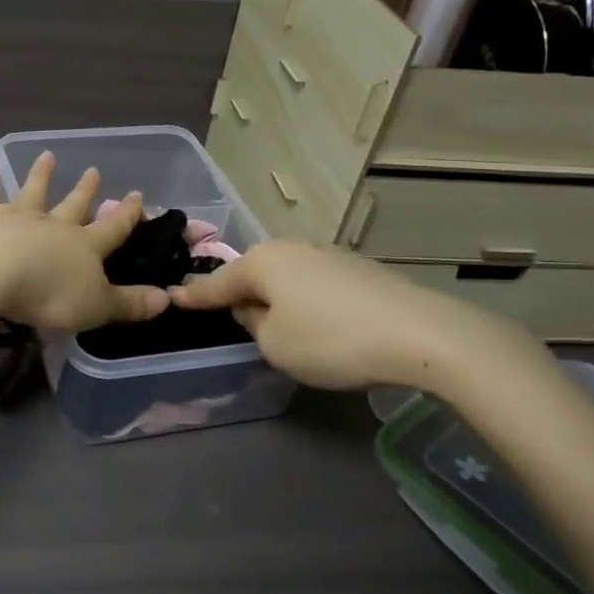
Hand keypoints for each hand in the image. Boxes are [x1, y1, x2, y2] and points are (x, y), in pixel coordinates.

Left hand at [0, 137, 168, 332]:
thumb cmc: (49, 295)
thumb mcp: (97, 307)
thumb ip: (130, 303)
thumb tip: (167, 298)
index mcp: (84, 246)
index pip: (113, 229)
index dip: (127, 215)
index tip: (137, 196)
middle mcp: (54, 225)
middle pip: (74, 205)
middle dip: (85, 191)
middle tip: (93, 171)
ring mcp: (18, 216)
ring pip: (33, 190)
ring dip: (40, 174)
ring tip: (47, 155)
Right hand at [169, 241, 534, 391]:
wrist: (421, 334)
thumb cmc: (331, 339)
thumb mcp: (275, 344)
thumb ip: (254, 325)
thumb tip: (258, 309)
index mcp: (263, 261)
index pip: (217, 282)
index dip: (194, 295)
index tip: (172, 296)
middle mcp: (292, 248)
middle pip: (254, 275)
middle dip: (240, 295)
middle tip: (228, 317)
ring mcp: (328, 255)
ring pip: (286, 279)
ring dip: (277, 299)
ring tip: (278, 326)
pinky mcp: (359, 269)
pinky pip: (315, 285)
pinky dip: (306, 302)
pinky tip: (320, 324)